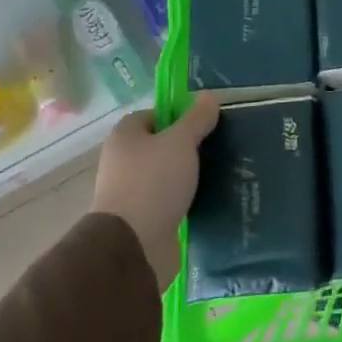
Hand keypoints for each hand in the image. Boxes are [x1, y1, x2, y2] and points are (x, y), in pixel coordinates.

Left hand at [91, 92, 220, 291]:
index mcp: (124, 138)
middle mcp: (123, 162)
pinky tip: (208, 198)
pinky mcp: (144, 219)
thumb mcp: (180, 142)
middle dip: (185, 146)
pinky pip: (168, 200)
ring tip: (218, 171)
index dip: (175, 115)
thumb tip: (208, 96)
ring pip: (165, 175)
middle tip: (216, 145)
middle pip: (158, 145)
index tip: (202, 121)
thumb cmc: (153, 182)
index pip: (150, 115)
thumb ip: (196, 119)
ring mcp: (131, 193)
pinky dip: (184, 198)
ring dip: (186, 174)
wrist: (134, 246)